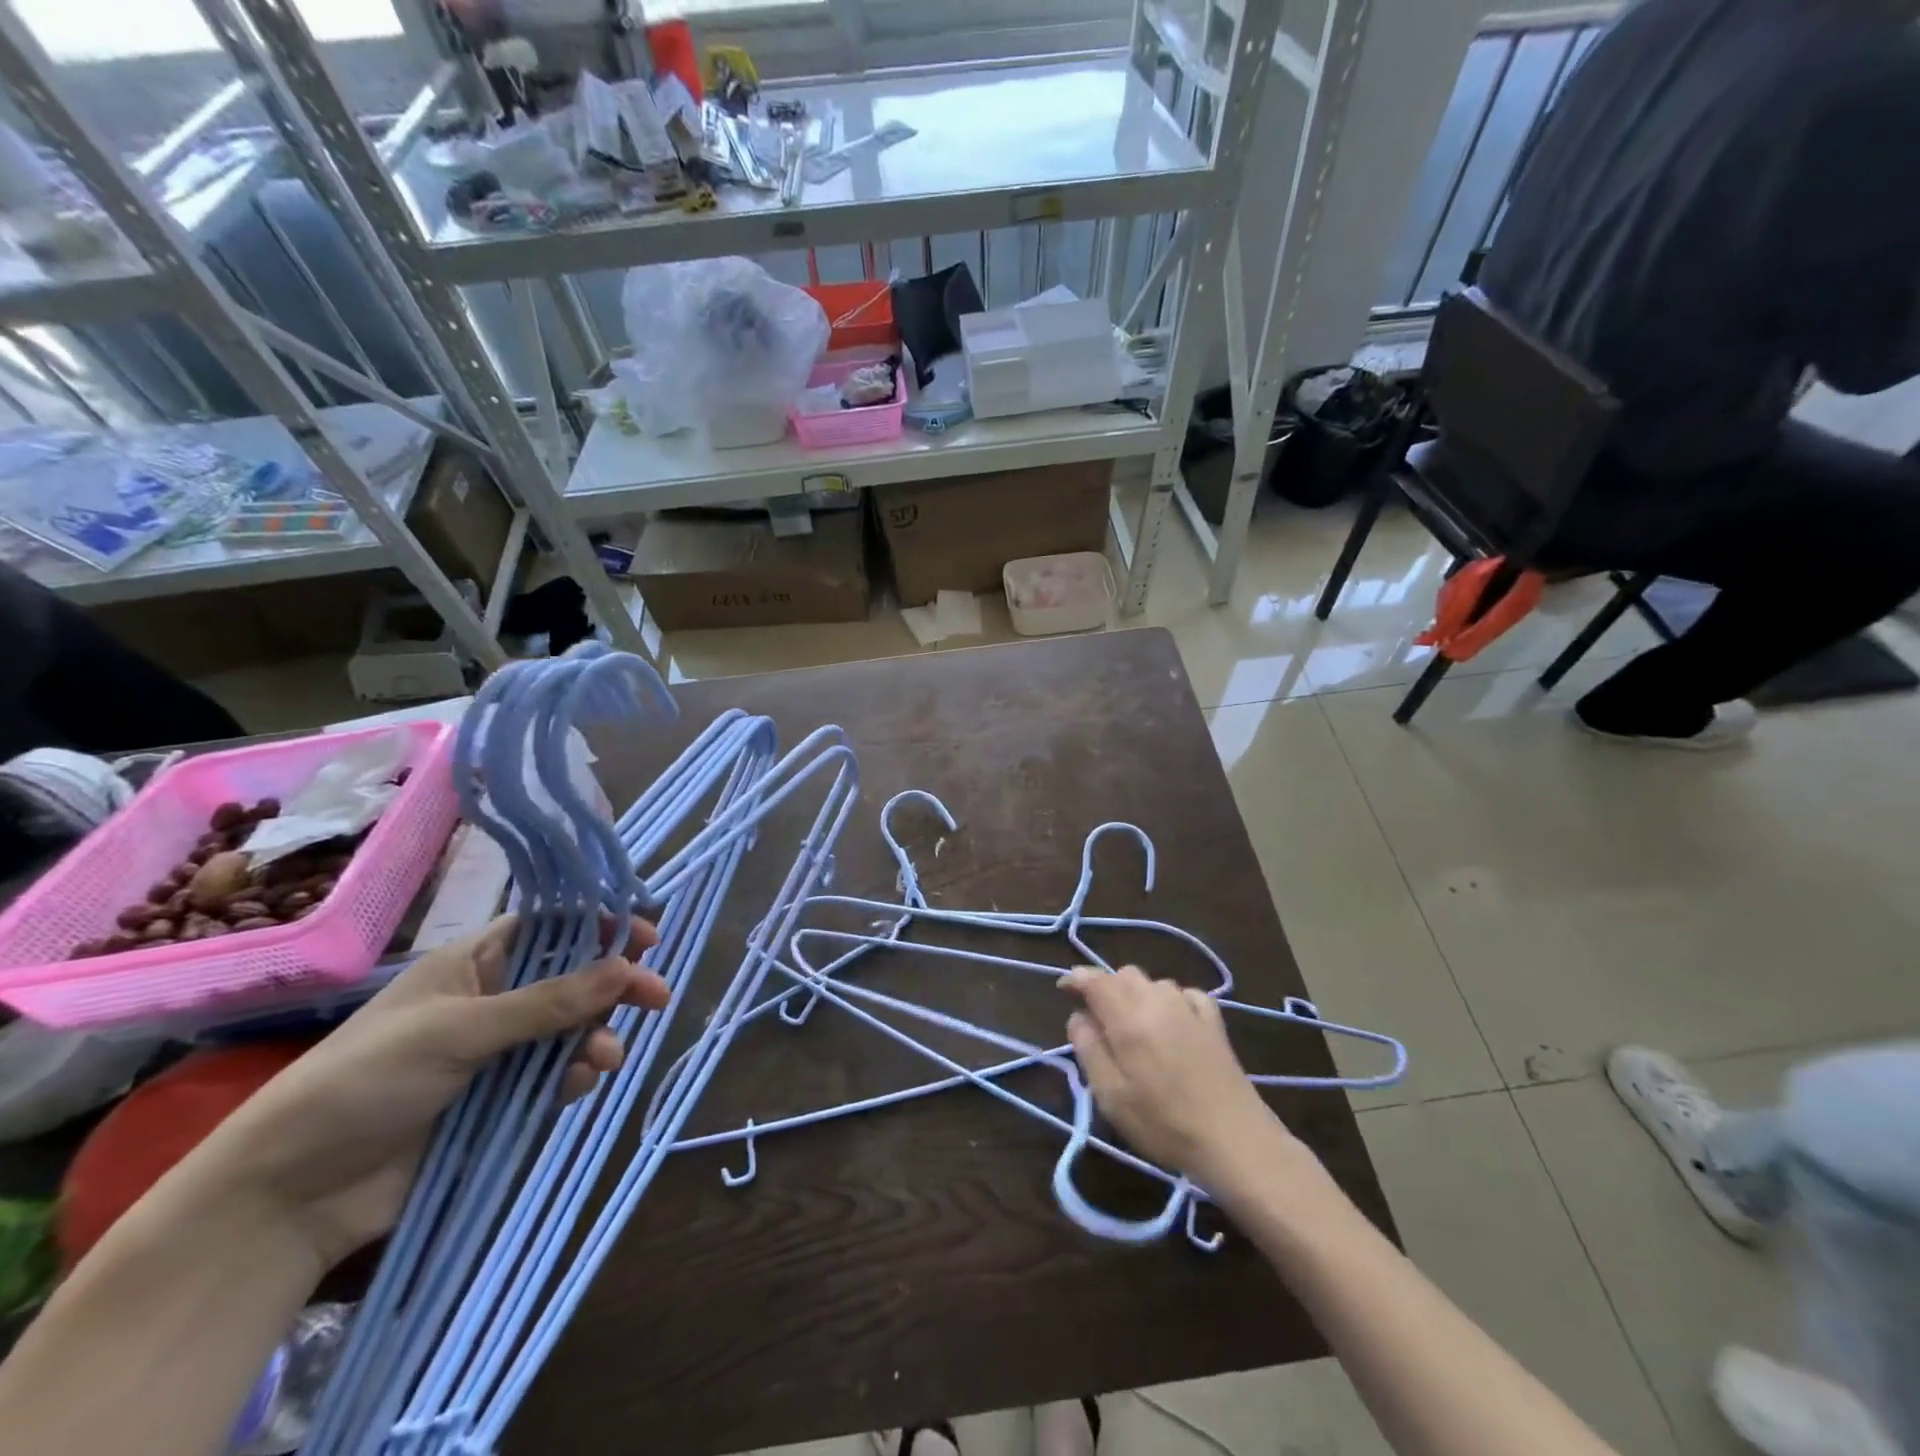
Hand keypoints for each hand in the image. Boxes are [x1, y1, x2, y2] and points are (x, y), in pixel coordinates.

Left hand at [196, 914, 667, 1267]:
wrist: (291, 1195)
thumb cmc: (366, 1082)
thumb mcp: (459, 1031)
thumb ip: (548, 1002)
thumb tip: (626, 967)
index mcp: (472, 965)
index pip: (549, 928)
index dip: (598, 927)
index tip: (646, 938)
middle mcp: (491, 1000)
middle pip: (571, 980)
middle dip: (613, 987)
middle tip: (655, 998)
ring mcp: (496, 1053)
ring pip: (570, 1031)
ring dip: (596, 1039)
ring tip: (603, 1060)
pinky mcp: (499, 1101)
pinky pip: (555, 1076)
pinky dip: (574, 1077)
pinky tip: (577, 1086)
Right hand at [1061, 965, 1295, 1191]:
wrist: (1235, 1140)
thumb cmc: (1164, 1123)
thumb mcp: (1111, 1096)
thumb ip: (1089, 1049)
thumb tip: (1078, 1017)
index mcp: (1128, 1018)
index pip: (1095, 980)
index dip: (1076, 979)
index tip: (1064, 991)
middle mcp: (1157, 1001)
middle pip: (1124, 974)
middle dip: (1106, 987)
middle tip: (1099, 1019)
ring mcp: (1189, 1007)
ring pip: (1153, 982)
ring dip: (1137, 994)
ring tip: (1135, 1026)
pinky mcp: (1214, 1020)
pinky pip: (1184, 994)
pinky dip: (1170, 1000)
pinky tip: (1172, 1023)